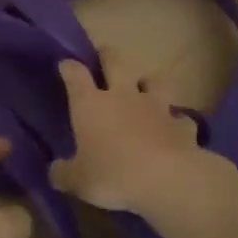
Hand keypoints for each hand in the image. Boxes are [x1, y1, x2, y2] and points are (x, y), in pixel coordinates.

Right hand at [50, 52, 229, 215]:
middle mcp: (123, 96)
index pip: (75, 74)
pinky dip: (176, 121)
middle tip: (104, 56)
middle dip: (107, 55)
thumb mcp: (78, 181)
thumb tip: (55, 171)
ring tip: (145, 88)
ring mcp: (156, 106)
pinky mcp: (181, 124)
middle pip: (115, 61)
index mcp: (90, 105)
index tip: (65, 64)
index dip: (69, 67)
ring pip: (154, 80)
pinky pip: (180, 117)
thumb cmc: (113, 175)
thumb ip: (63, 174)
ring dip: (148, 82)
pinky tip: (174, 129)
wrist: (168, 179)